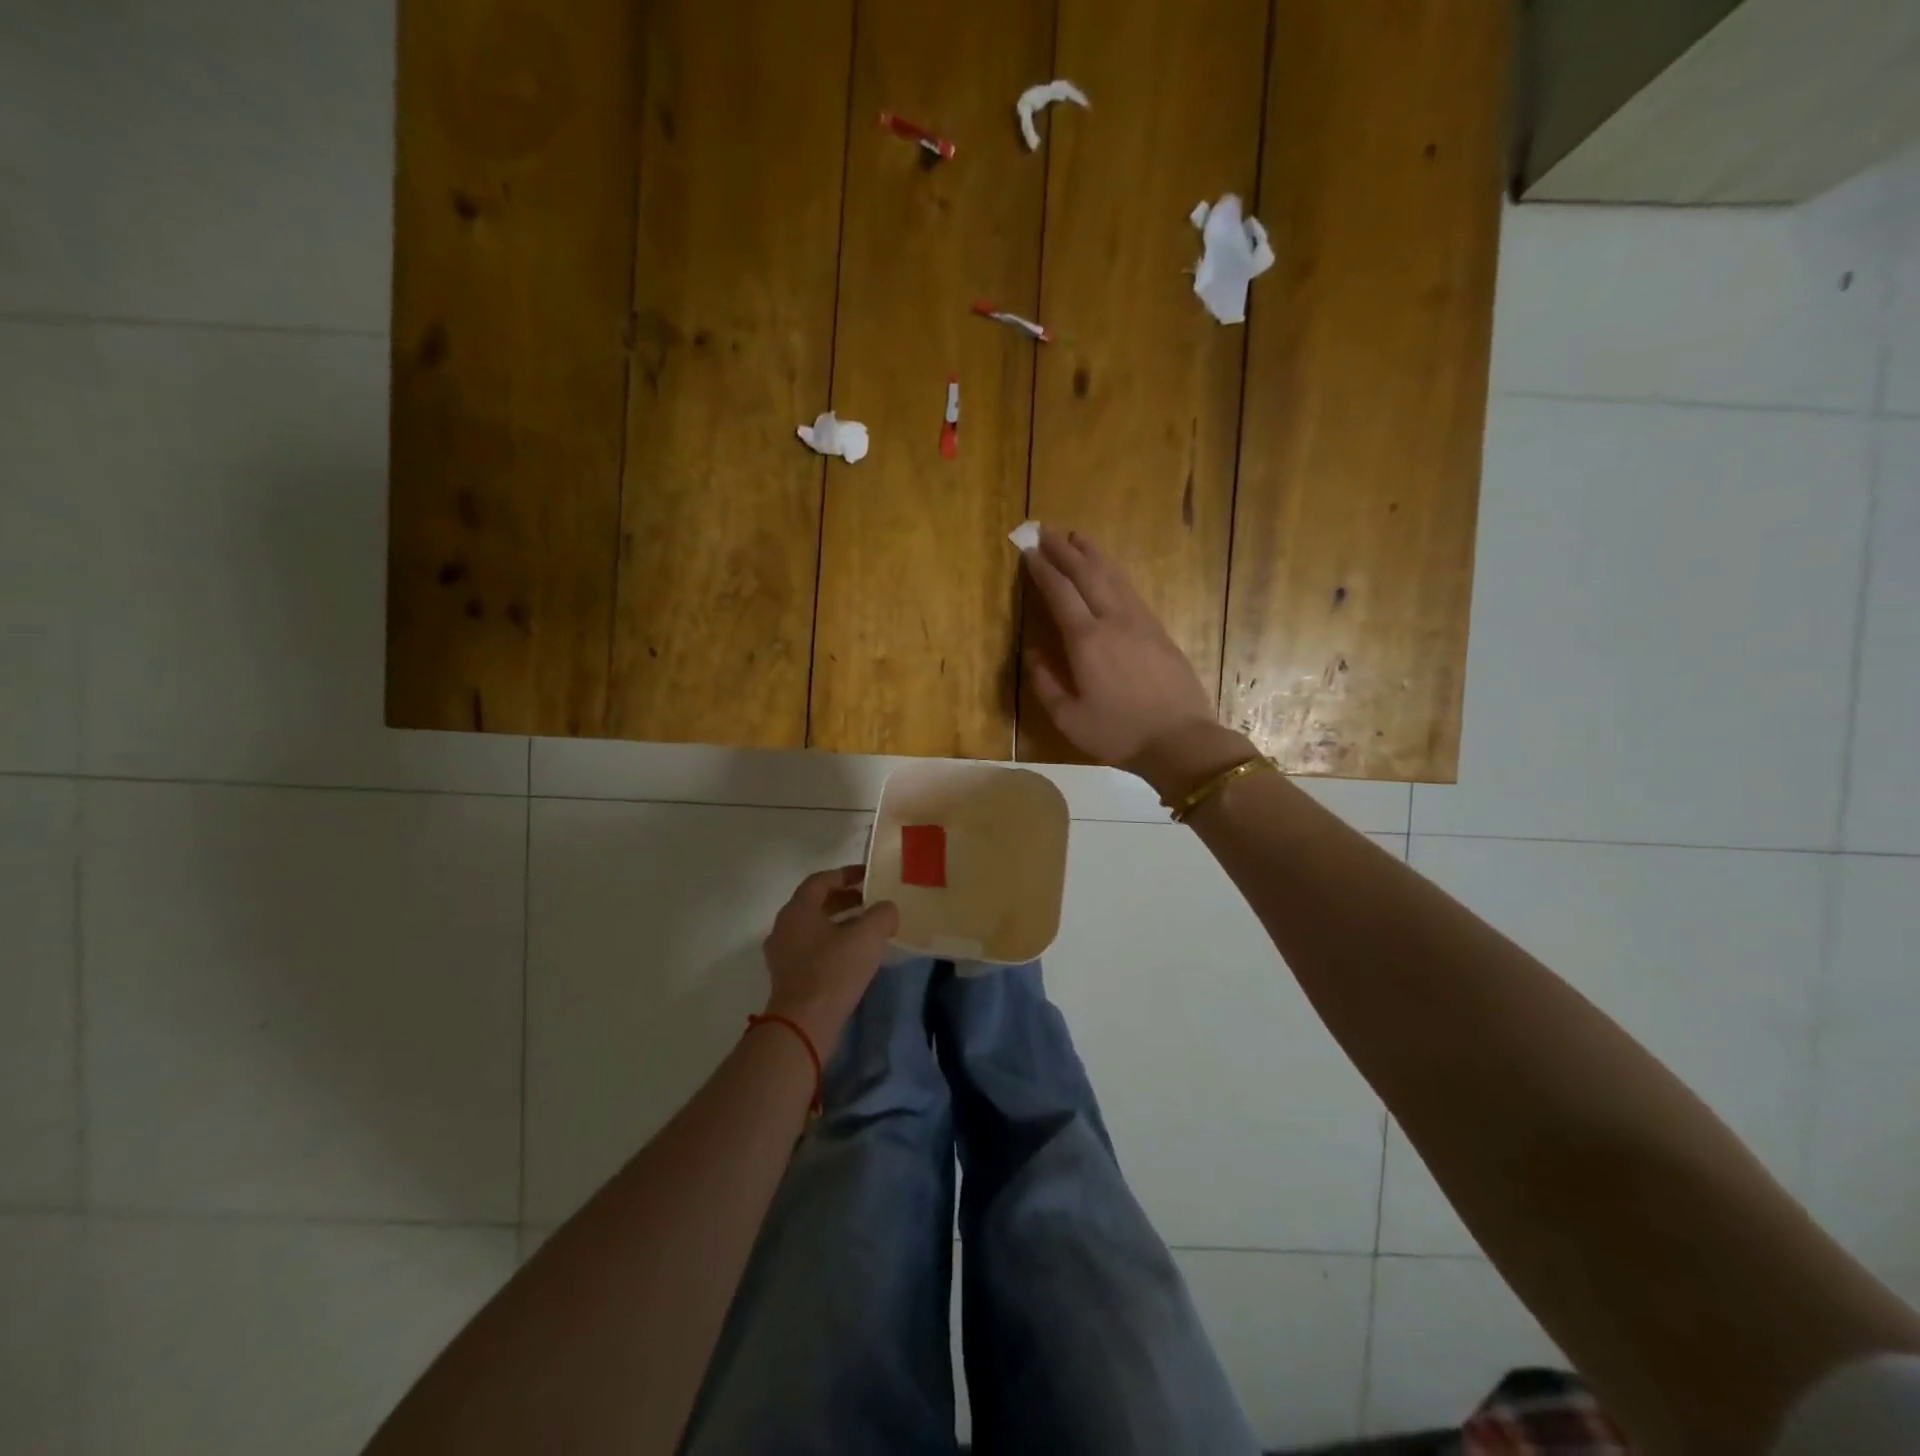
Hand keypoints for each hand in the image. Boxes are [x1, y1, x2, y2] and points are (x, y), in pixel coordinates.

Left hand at [761, 866, 899, 1054]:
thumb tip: (887, 910)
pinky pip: (811, 948)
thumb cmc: (834, 971)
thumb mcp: (868, 936)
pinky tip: (854, 955)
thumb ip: (882, 914)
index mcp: (798, 909)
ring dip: (840, 922)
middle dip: (845, 898)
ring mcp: (782, 953)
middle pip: (815, 902)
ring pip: (814, 927)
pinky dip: (832, 943)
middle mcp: (784, 926)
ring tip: (867, 927)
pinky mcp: (788, 976)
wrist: (804, 1024)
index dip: (846, 874)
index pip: (821, 880)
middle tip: (871, 900)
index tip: (869, 876)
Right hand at [1021, 528, 1251, 793]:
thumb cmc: (1119, 733)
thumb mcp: (1068, 718)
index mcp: (1086, 641)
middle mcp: (1113, 621)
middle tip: (1046, 530)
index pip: (1060, 593)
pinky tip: (1108, 570)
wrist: (1181, 740)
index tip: (1029, 550)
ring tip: (1077, 537)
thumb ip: (1045, 683)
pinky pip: (1131, 590)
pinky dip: (1114, 572)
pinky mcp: (1159, 630)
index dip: (1043, 570)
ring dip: (1092, 553)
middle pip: (1087, 574)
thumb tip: (1033, 652)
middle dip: (1064, 550)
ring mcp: (1140, 622)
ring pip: (1113, 576)